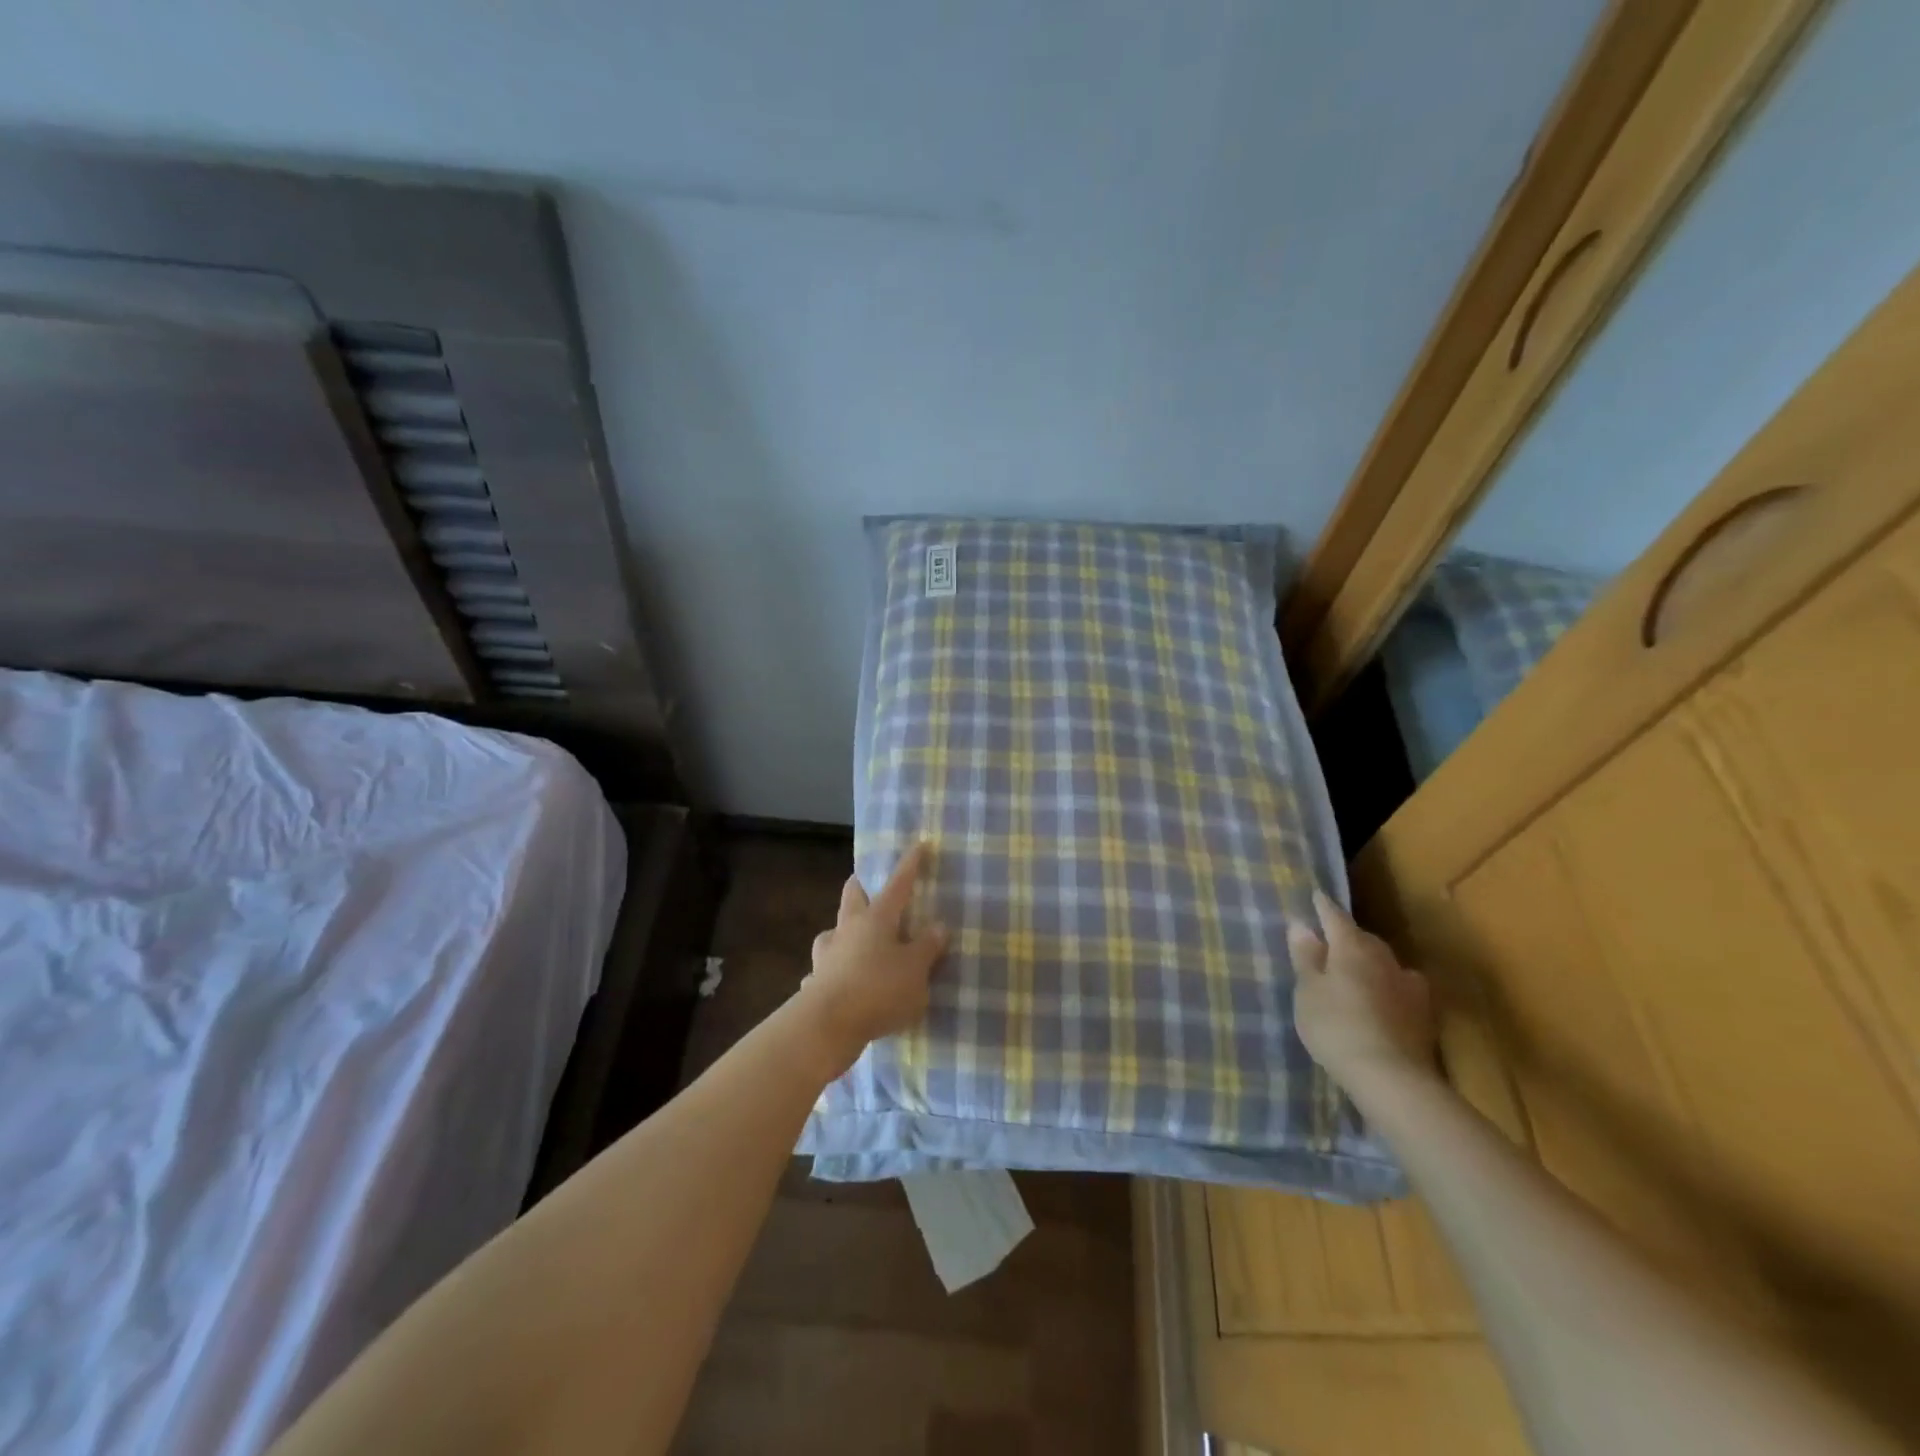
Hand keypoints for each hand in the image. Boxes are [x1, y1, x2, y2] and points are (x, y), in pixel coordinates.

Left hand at [799, 843, 950, 1072]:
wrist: (826, 1026)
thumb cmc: (878, 989)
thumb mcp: (915, 970)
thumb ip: (927, 947)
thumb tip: (938, 925)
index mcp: (876, 919)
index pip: (897, 884)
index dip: (909, 865)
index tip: (918, 845)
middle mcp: (847, 929)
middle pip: (852, 897)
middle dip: (861, 888)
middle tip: (869, 887)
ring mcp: (826, 955)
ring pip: (832, 933)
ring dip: (842, 933)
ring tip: (853, 941)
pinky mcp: (814, 984)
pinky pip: (824, 970)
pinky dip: (832, 973)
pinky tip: (837, 984)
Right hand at [1289, 888, 1438, 1102]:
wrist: (1391, 1077)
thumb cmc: (1336, 1027)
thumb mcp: (1308, 991)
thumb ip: (1305, 956)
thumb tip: (1301, 924)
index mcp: (1351, 947)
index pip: (1335, 917)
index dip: (1323, 907)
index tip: (1316, 895)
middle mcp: (1383, 958)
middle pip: (1363, 938)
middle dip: (1347, 935)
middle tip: (1330, 940)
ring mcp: (1407, 985)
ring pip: (1384, 961)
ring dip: (1369, 960)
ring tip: (1355, 970)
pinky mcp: (1422, 1012)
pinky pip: (1400, 986)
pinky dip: (1388, 985)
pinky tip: (1384, 996)